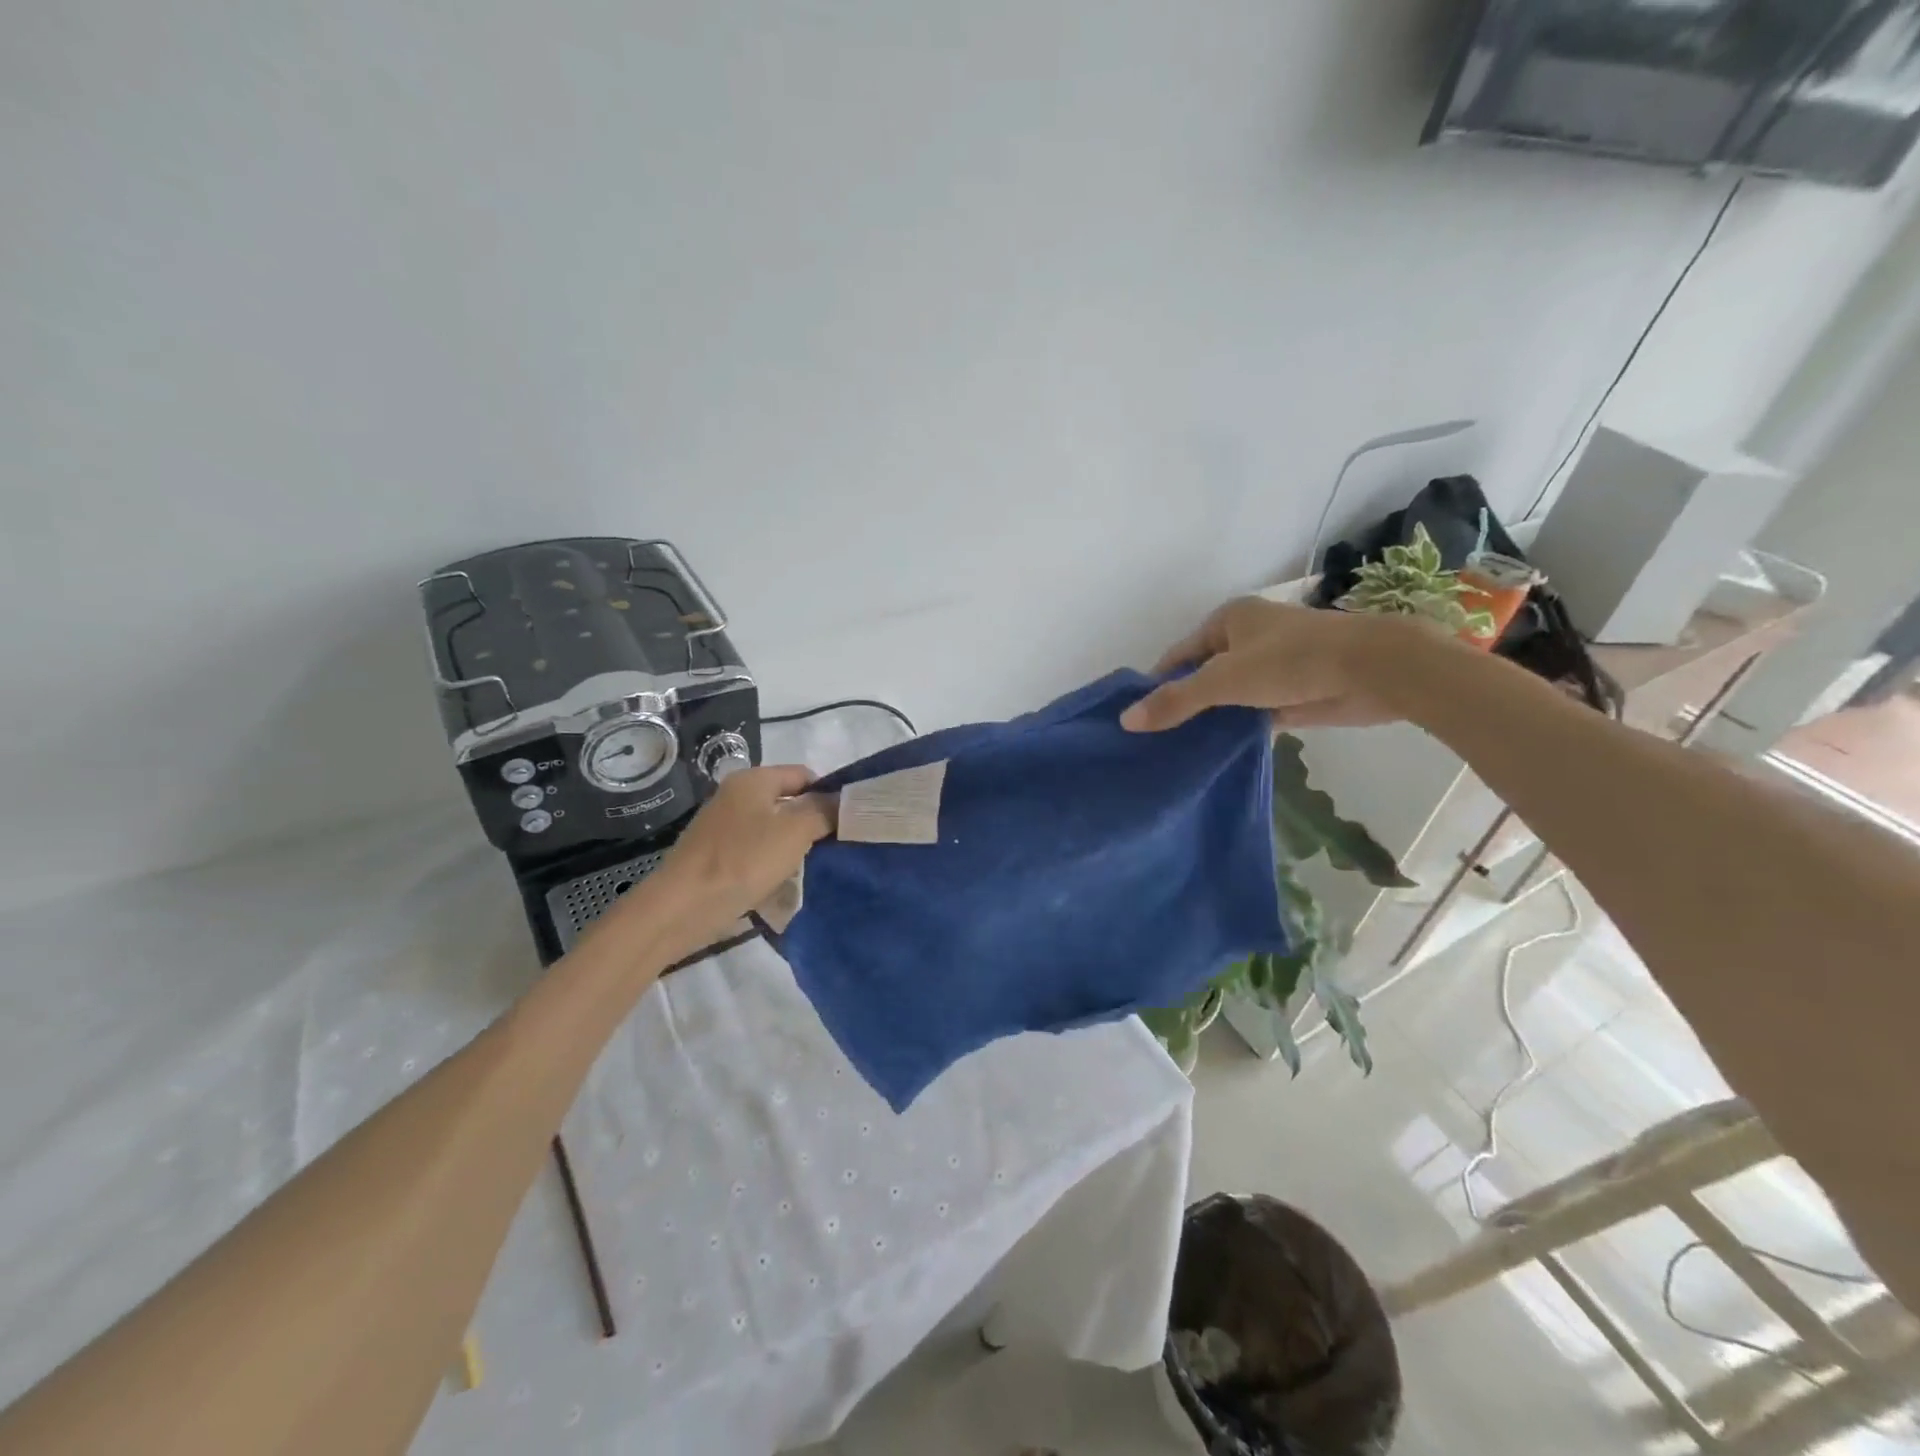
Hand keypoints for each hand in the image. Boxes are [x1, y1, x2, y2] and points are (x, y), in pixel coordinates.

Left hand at [608, 766, 833, 950]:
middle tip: (834, 846)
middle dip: (812, 822)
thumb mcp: (794, 831)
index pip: (803, 774)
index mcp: (753, 780)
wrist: (681, 908)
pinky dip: (771, 863)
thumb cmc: (743, 861)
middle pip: (787, 801)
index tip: (847, 821)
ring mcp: (722, 826)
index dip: (828, 794)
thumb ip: (823, 811)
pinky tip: (781, 883)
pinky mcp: (715, 855)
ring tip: (812, 868)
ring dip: (793, 846)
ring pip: (772, 829)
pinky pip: (754, 851)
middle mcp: (736, 796)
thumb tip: (843, 800)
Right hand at [1121, 598, 1436, 732]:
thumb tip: (1126, 721)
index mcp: (1227, 620)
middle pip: (1201, 676)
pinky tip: (1214, 753)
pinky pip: (1251, 713)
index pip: (1178, 655)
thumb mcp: (1223, 679)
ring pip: (1227, 697)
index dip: (1156, 684)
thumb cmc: (1291, 660)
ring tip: (1176, 752)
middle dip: (1182, 704)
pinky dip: (1236, 730)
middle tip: (1154, 741)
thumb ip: (1176, 700)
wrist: (1372, 669)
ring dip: (1209, 720)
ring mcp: (1271, 667)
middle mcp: (1247, 639)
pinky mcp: (1291, 694)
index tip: (1137, 718)